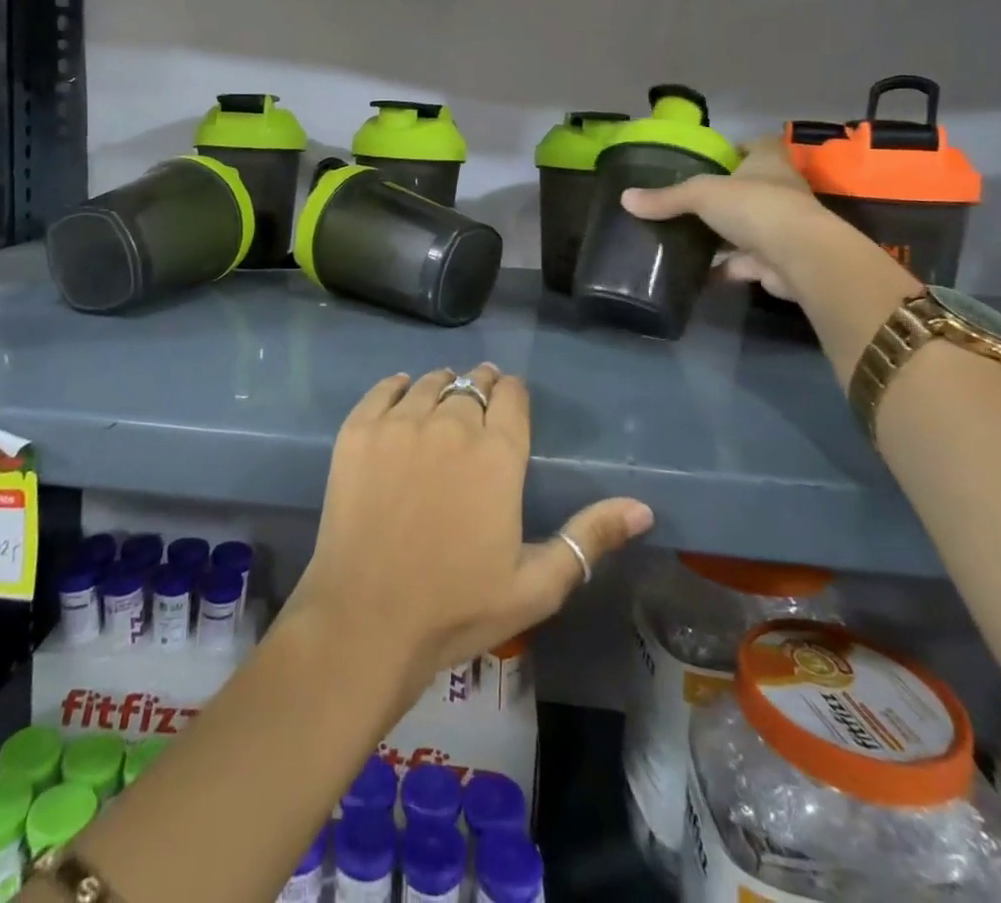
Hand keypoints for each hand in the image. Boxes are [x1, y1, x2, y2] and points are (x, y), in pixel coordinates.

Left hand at [289, 365, 651, 696]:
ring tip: (443, 398)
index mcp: (498, 455)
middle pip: (471, 384)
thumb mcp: (537, 584)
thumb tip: (643, 507)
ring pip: (429, 382)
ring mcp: (399, 424)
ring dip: (442, 385)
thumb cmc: (457, 607)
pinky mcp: (358, 431)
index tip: (510, 400)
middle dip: (480, 387)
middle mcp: (451, 424)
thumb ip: (590, 538)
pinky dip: (398, 387)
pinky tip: (403, 395)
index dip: (512, 393)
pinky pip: (383, 389)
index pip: (511, 396)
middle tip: (477, 401)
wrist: (367, 619)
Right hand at [619, 138, 835, 299]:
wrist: (799, 257)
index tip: (712, 157)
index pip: (758, 145)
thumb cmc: (755, 207)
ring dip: (721, 235)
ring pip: (746, 227)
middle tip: (686, 201)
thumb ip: (665, 198)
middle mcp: (780, 191)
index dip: (739, 148)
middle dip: (723, 196)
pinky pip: (743, 263)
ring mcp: (781, 228)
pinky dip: (722, 268)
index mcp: (768, 164)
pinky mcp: (776, 261)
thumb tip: (625, 198)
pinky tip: (695, 273)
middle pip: (749, 188)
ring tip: (684, 237)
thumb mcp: (700, 194)